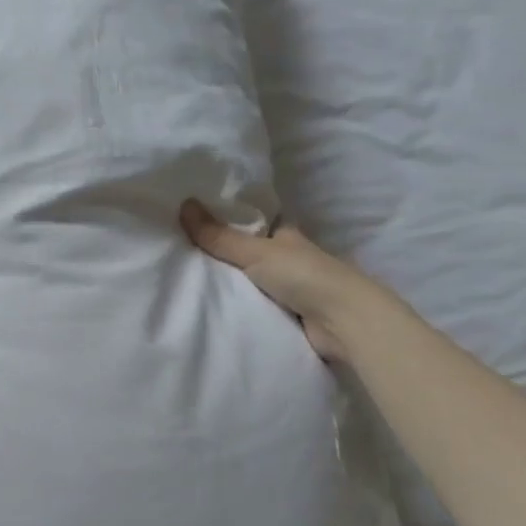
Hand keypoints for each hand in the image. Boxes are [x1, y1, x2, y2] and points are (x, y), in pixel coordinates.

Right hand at [180, 201, 381, 360]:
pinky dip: (239, 308)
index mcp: (286, 235)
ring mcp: (291, 288)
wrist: (343, 322)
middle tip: (182, 252)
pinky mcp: (290, 316)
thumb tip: (184, 203)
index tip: (196, 220)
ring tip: (188, 281)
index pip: (254, 222)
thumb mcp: (255, 251)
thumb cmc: (304, 275)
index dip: (229, 220)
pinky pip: (256, 307)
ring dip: (230, 284)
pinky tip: (212, 308)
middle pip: (249, 253)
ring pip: (251, 281)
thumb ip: (219, 235)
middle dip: (223, 255)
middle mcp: (289, 258)